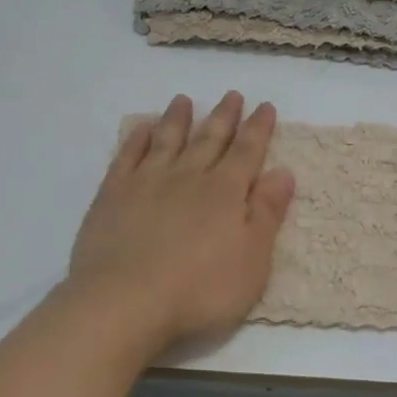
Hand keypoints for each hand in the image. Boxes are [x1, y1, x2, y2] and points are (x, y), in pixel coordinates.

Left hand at [66, 92, 294, 356]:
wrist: (125, 301)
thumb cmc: (200, 290)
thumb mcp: (252, 260)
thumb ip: (267, 213)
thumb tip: (283, 172)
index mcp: (226, 193)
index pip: (247, 152)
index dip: (258, 129)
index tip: (265, 106)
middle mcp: (188, 177)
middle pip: (209, 140)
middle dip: (224, 117)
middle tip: (232, 95)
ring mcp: (147, 183)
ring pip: (167, 141)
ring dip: (178, 119)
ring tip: (184, 100)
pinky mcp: (113, 196)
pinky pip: (127, 157)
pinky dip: (137, 139)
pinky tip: (142, 129)